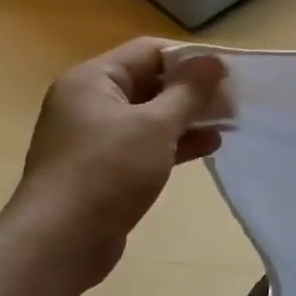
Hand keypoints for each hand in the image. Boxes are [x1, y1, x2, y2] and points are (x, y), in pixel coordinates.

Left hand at [0, 38, 228, 289]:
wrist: (60, 242)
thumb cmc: (107, 172)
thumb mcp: (156, 125)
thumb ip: (189, 90)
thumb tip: (214, 60)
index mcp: (93, 80)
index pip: (150, 52)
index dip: (191, 59)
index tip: (229, 73)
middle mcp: (90, 101)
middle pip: (151, 82)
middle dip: (194, 90)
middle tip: (234, 101)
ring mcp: (95, 136)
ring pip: (152, 114)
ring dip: (189, 117)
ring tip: (228, 123)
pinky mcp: (105, 167)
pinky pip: (146, 142)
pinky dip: (176, 141)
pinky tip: (209, 146)